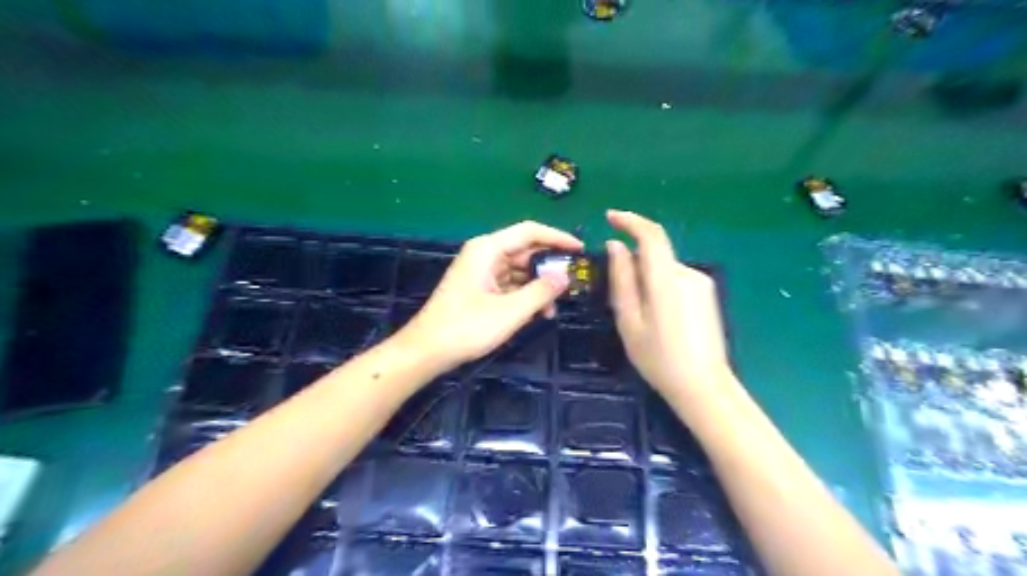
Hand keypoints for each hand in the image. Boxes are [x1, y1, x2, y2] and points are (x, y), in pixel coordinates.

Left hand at [398, 221, 581, 372]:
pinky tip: (537, 313)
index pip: (529, 231)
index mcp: (488, 249)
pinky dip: (524, 295)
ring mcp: (481, 272)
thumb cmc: (467, 327)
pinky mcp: (479, 289)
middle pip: (524, 251)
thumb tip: (564, 277)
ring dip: (537, 286)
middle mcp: (484, 254)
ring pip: (518, 270)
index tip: (580, 250)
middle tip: (572, 283)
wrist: (427, 350)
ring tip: (554, 307)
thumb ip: (540, 292)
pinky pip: (509, 284)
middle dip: (548, 267)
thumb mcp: (510, 311)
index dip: (557, 237)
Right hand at [604, 210, 734, 396]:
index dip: (630, 220)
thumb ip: (622, 279)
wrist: (703, 386)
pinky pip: (676, 279)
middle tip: (620, 297)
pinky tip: (660, 318)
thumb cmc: (659, 358)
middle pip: (655, 254)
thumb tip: (616, 246)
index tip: (609, 217)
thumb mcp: (629, 321)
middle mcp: (687, 273)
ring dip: (647, 278)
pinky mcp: (707, 293)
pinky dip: (660, 286)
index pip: (651, 235)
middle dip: (633, 264)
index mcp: (666, 279)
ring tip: (640, 315)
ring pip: (664, 268)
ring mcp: (701, 283)